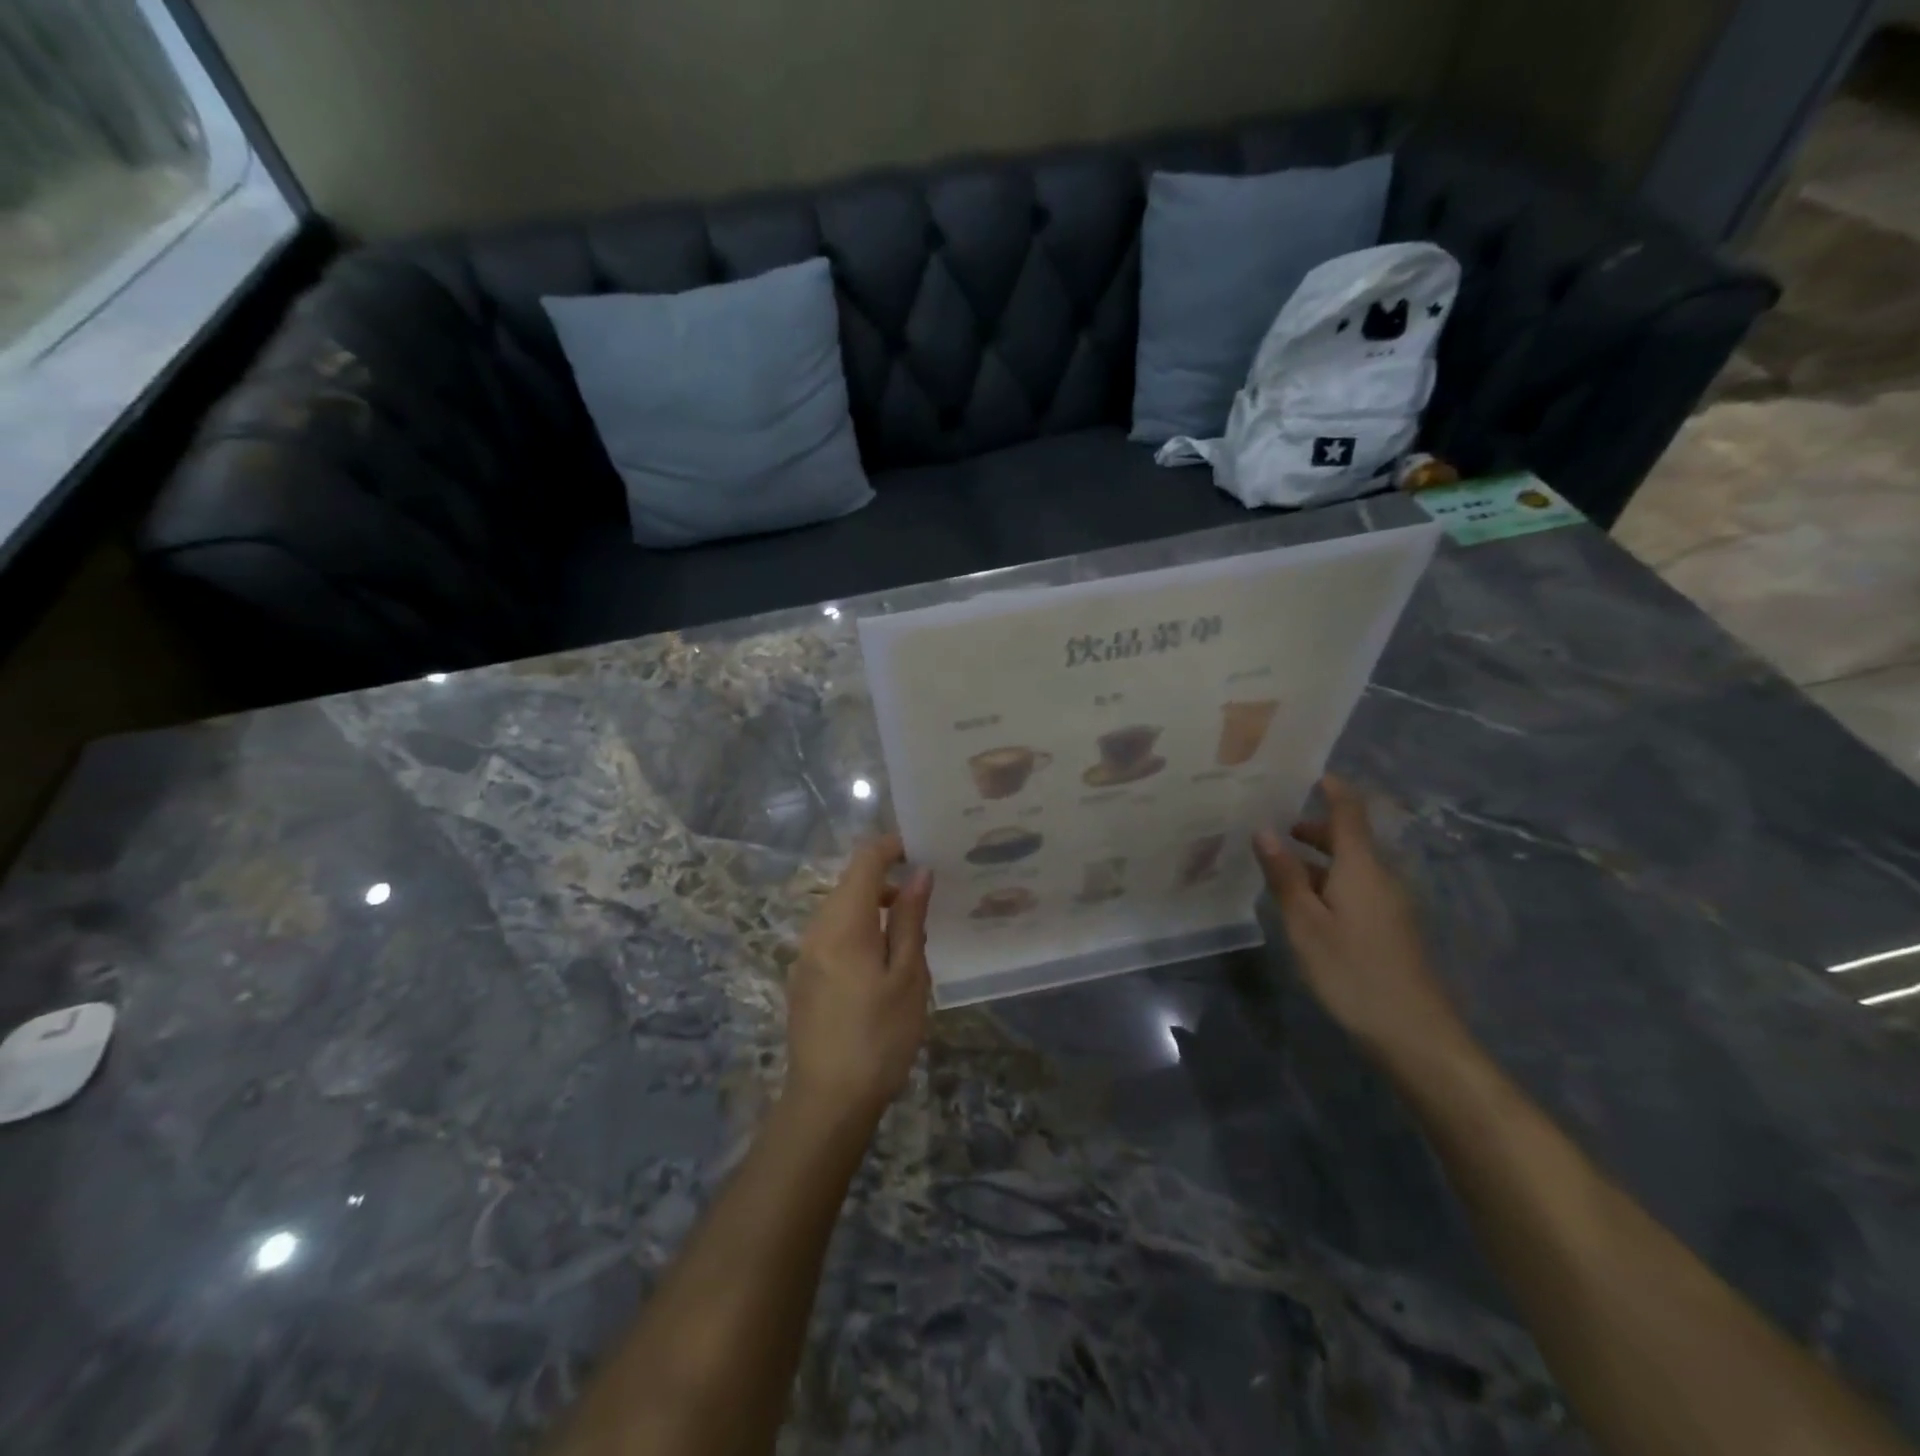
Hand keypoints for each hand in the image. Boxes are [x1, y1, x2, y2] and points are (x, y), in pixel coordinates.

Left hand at [786, 836, 932, 1124]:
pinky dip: (859, 930)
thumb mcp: (907, 977)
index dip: (891, 846)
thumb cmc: (878, 1037)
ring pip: (841, 910)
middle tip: (927, 895)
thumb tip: (918, 873)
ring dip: (874, 907)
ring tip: (911, 931)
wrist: (827, 1101)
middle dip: (887, 879)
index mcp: (843, 924)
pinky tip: (883, 961)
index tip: (922, 849)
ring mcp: (805, 954)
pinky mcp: (804, 977)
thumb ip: (909, 919)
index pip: (864, 861)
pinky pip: (833, 934)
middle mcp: (817, 929)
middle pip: (850, 884)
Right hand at [1252, 776, 1467, 1065]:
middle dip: (1313, 829)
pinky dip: (1328, 883)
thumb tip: (1264, 831)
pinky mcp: (1391, 929)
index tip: (1310, 772)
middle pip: (1349, 839)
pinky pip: (1356, 889)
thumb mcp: (1306, 924)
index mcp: (1362, 868)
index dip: (1334, 789)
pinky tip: (1303, 906)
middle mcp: (1381, 878)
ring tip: (1276, 868)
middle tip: (1271, 830)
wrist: (1415, 1035)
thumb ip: (1285, 876)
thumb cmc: (1353, 971)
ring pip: (1350, 867)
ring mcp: (1390, 905)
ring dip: (1316, 860)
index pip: (1350, 813)